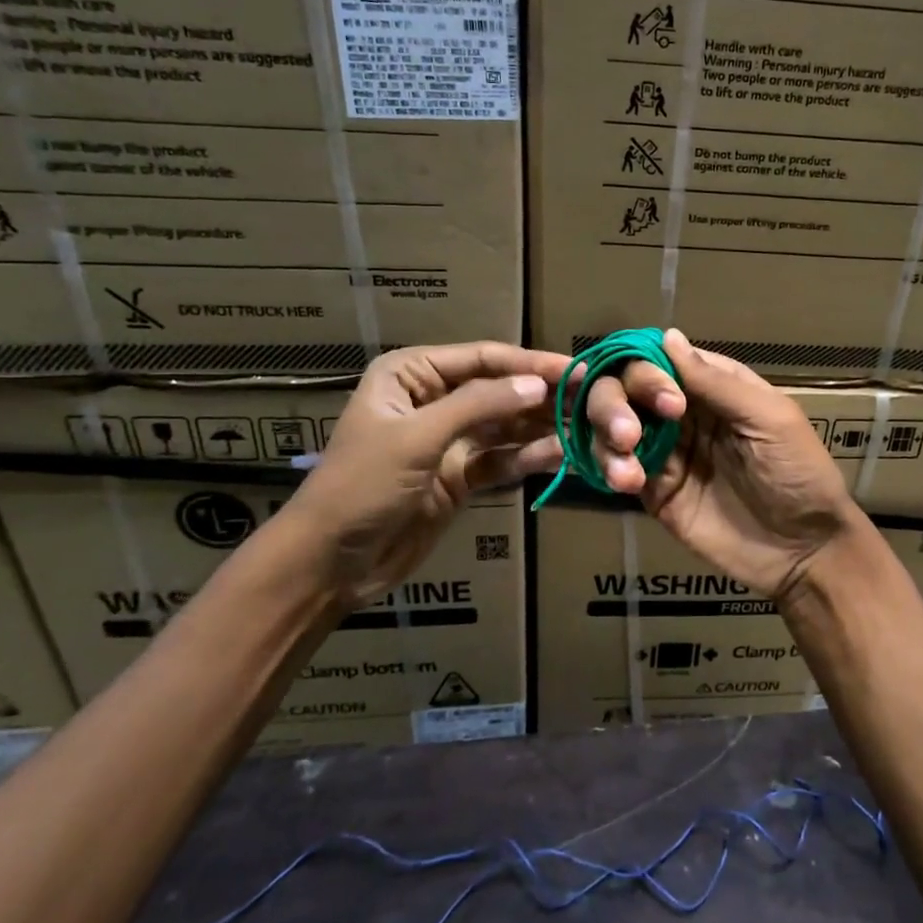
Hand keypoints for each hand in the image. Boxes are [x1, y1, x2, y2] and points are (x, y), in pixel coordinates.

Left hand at [285, 341, 568, 604]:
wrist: (330, 563)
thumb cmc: (361, 486)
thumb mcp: (417, 437)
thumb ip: (479, 406)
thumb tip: (539, 385)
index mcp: (412, 374)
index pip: (483, 359)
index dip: (530, 364)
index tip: (577, 369)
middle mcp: (433, 400)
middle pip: (499, 390)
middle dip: (542, 396)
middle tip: (593, 400)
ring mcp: (449, 440)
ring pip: (505, 426)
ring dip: (541, 427)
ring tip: (587, 427)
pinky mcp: (459, 477)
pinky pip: (501, 460)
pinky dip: (528, 458)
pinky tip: (561, 455)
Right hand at [583, 329, 863, 598]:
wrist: (803, 551)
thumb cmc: (799, 474)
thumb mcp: (769, 419)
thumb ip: (716, 382)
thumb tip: (667, 335)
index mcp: (712, 386)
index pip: (661, 359)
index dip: (648, 370)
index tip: (666, 403)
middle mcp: (681, 412)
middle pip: (625, 387)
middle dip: (614, 402)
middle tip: (628, 433)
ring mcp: (665, 451)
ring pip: (612, 426)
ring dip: (605, 435)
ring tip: (626, 467)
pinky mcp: (653, 490)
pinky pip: (617, 468)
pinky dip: (610, 468)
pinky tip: (626, 481)